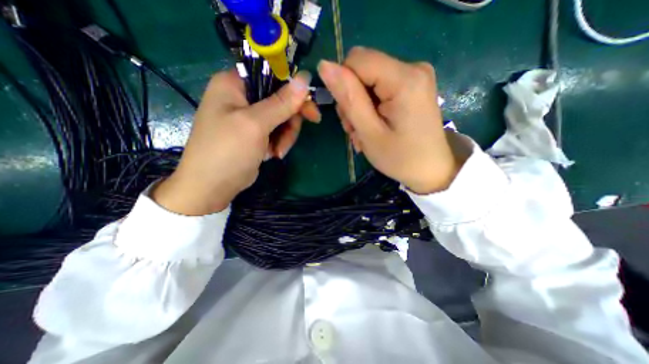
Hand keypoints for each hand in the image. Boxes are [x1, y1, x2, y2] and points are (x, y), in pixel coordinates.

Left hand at [153, 69, 318, 214]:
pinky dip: (278, 142)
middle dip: (290, 120)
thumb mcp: (255, 124)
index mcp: (234, 84)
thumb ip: (281, 102)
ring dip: (285, 136)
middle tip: (293, 136)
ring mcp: (249, 117)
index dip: (293, 89)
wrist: (212, 186)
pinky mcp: (255, 133)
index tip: (309, 108)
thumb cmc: (228, 151)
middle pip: (280, 99)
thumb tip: (305, 78)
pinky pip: (276, 131)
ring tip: (278, 152)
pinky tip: (272, 154)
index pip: (272, 74)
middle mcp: (242, 97)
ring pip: (281, 118)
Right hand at [318, 49, 466, 195]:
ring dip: (359, 107)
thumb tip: (325, 66)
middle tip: (356, 129)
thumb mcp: (369, 133)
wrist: (431, 169)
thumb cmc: (400, 158)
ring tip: (364, 132)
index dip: (344, 85)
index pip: (356, 60)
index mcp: (404, 78)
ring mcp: (414, 76)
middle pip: (362, 70)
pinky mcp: (412, 86)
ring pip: (368, 81)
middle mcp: (412, 67)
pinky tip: (374, 126)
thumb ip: (349, 98)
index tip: (349, 115)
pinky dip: (370, 107)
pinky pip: (379, 88)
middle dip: (351, 99)